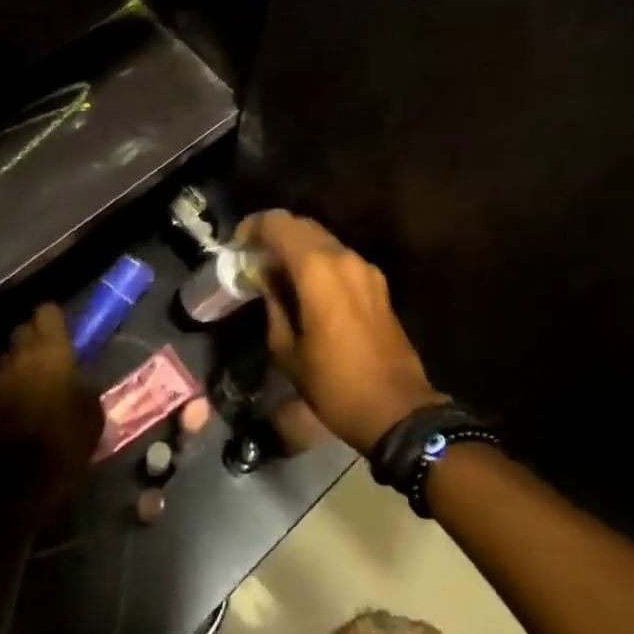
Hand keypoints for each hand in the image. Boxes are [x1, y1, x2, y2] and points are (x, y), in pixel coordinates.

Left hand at [0, 304, 103, 525]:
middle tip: (49, 361)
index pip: (46, 314)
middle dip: (33, 341)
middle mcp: (14, 359)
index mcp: (48, 354)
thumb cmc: (60, 452)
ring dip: (16, 371)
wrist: (6, 498)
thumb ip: (84, 389)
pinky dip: (1, 396)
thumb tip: (77, 381)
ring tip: (29, 393)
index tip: (63, 331)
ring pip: (4, 363)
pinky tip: (10, 417)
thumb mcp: (92, 419)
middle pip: (21, 333)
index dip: (54, 320)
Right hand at [237, 211, 442, 455]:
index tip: (236, 245)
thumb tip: (264, 278)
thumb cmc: (334, 383)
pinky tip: (304, 286)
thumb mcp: (287, 349)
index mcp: (318, 269)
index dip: (253, 227)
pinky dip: (317, 260)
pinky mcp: (377, 283)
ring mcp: (365, 268)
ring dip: (296, 246)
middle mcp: (344, 257)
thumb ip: (272, 303)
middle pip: (301, 225)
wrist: (396, 409)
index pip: (278, 224)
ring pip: (322, 239)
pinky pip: (339, 258)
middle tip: (252, 256)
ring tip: (275, 272)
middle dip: (273, 234)